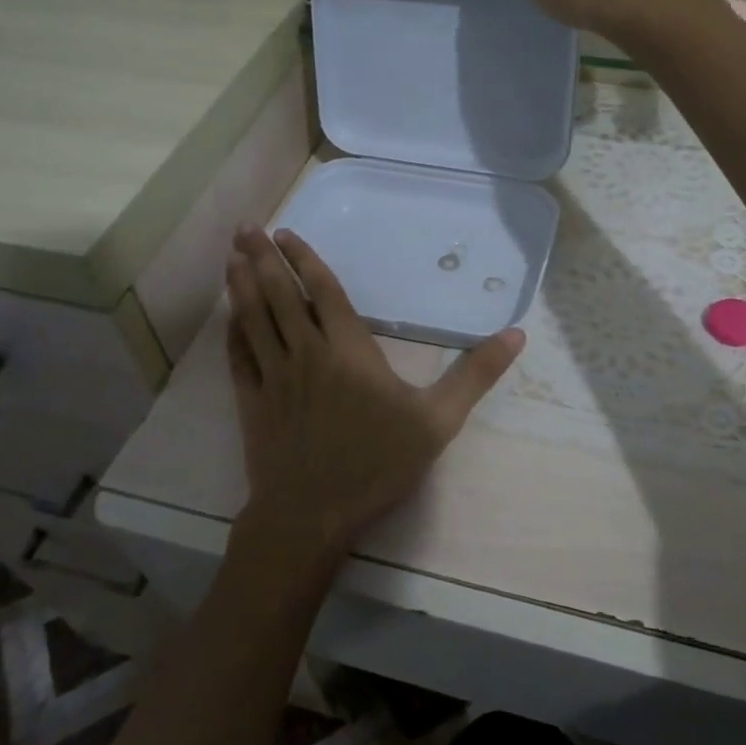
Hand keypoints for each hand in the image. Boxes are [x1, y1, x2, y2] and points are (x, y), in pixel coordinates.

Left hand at [224, 227, 524, 569]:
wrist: (311, 516)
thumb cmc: (377, 463)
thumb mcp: (437, 421)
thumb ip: (475, 375)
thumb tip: (517, 334)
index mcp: (348, 349)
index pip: (323, 290)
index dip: (304, 258)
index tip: (285, 233)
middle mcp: (305, 352)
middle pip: (280, 295)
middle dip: (262, 258)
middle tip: (245, 228)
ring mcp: (272, 376)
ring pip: (253, 319)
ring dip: (241, 285)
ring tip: (230, 256)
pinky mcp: (251, 402)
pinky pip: (237, 356)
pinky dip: (232, 332)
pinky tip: (228, 317)